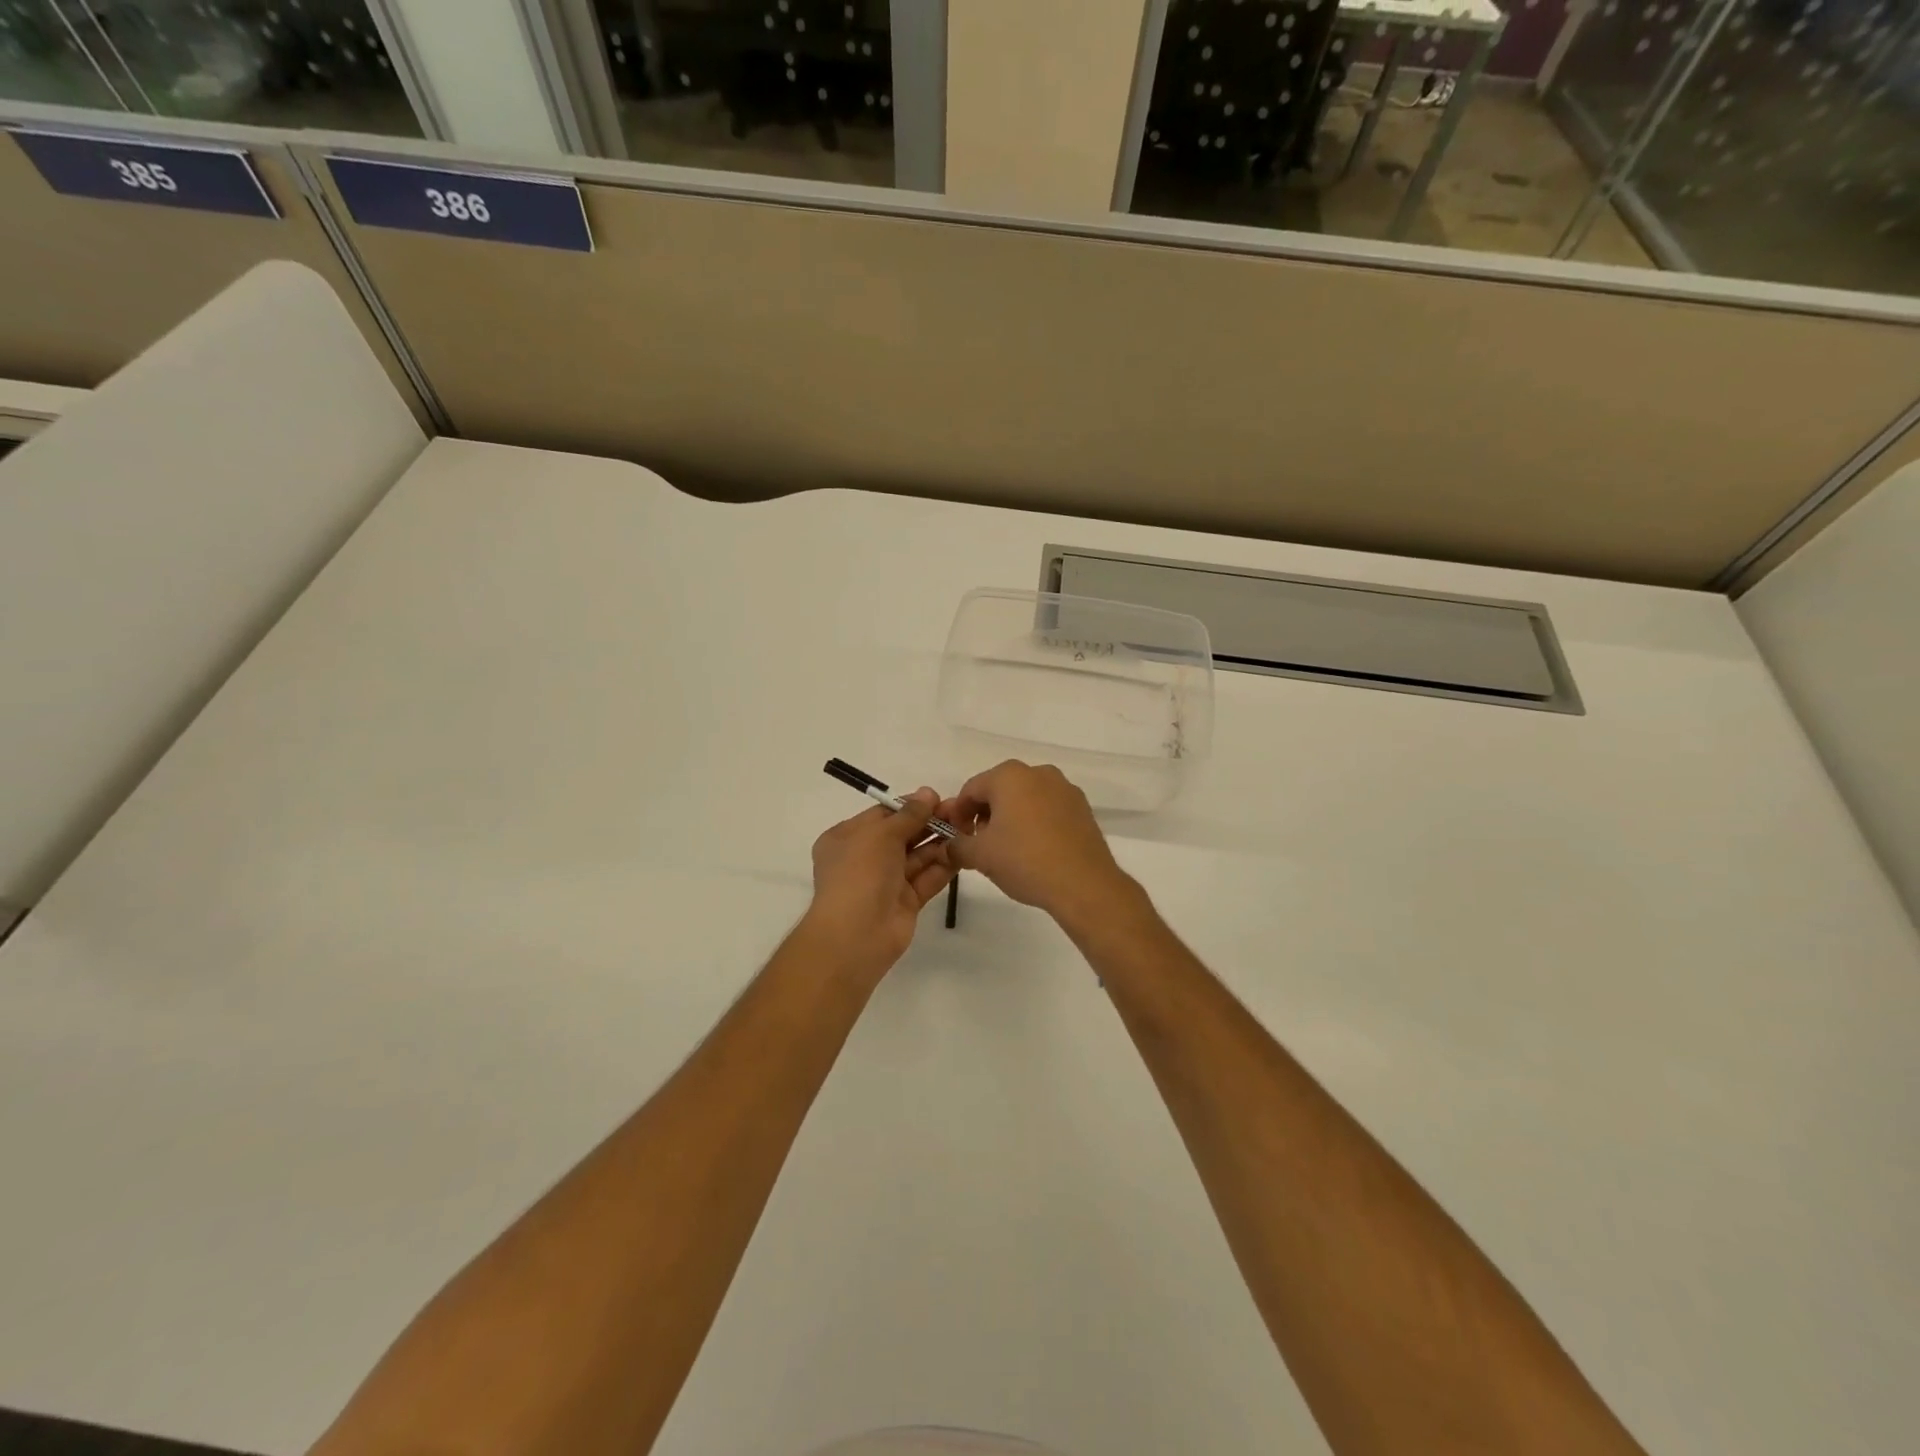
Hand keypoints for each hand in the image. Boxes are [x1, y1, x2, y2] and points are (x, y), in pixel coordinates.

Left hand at [803, 788, 954, 974]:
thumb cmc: (860, 873)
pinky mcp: (905, 902)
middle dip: (929, 823)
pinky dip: (943, 866)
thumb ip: (908, 814)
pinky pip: (926, 878)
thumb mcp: (881, 834)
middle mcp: (865, 858)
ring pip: (917, 857)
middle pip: (902, 834)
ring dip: (940, 842)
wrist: (856, 935)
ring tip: (967, 828)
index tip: (937, 798)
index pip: (882, 815)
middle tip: (960, 812)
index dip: (909, 806)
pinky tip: (963, 852)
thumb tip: (928, 793)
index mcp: (847, 838)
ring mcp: (886, 882)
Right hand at [938, 761, 1137, 924]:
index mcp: (1009, 776)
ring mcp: (1064, 788)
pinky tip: (1034, 850)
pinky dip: (1035, 822)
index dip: (958, 814)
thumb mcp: (980, 855)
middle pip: (999, 790)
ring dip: (1010, 818)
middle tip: (979, 845)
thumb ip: (957, 845)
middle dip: (985, 815)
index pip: (971, 790)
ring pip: (1025, 798)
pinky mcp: (1082, 807)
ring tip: (1007, 850)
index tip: (956, 838)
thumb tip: (950, 844)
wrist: (1083, 884)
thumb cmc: (1024, 861)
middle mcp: (1038, 773)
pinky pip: (1048, 809)